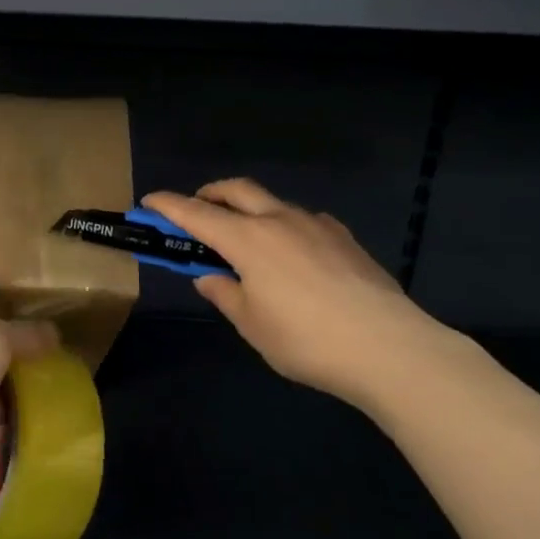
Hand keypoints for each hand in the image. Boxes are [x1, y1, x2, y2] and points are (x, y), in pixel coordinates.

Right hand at [143, 180, 455, 409]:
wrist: (390, 348)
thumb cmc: (306, 340)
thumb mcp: (252, 325)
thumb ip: (225, 295)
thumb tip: (210, 277)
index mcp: (247, 240)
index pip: (195, 214)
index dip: (168, 206)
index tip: (148, 201)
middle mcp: (279, 220)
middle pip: (236, 190)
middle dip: (209, 194)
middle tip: (196, 211)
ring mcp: (317, 225)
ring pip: (272, 202)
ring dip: (249, 210)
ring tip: (247, 241)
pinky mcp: (345, 238)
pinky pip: (304, 220)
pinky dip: (284, 226)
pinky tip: (293, 255)